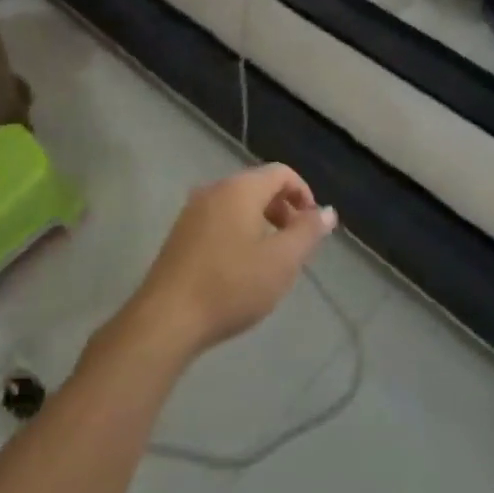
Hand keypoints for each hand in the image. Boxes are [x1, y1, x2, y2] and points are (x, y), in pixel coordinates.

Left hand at [126, 164, 335, 360]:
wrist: (166, 319)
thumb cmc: (231, 285)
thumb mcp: (281, 262)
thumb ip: (307, 232)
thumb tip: (327, 212)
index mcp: (240, 188)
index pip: (281, 173)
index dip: (303, 193)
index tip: (313, 227)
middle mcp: (215, 189)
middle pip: (259, 185)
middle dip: (283, 209)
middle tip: (295, 245)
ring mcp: (193, 211)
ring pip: (238, 203)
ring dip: (262, 222)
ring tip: (270, 259)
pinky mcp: (180, 233)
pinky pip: (219, 219)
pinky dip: (239, 231)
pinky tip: (240, 268)